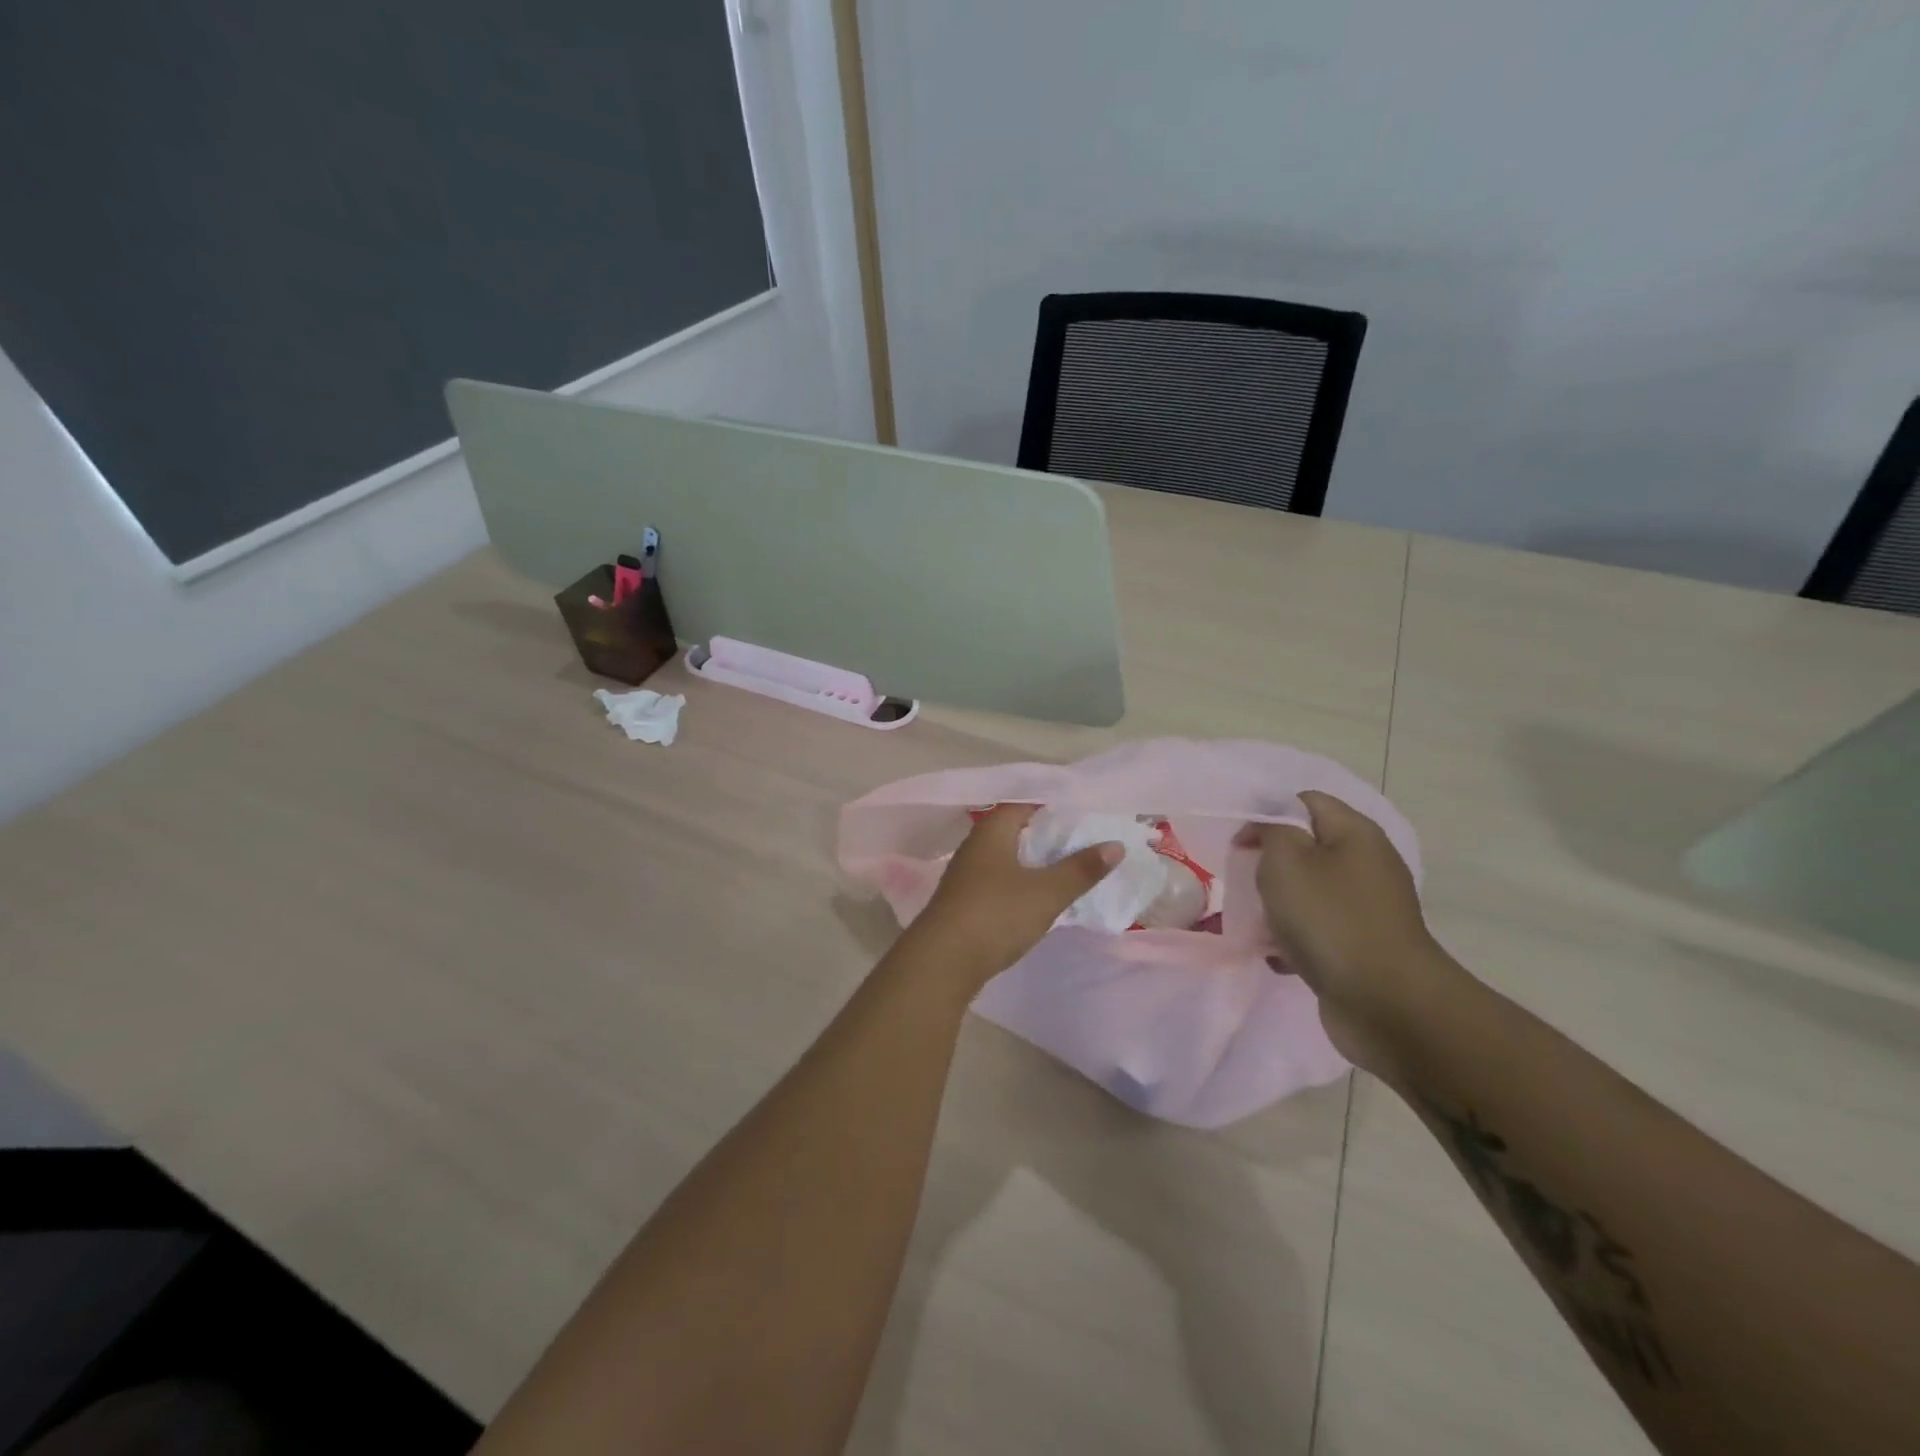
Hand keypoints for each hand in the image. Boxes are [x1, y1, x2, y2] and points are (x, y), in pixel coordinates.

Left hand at [906, 804, 1121, 986]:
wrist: (942, 962)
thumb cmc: (996, 914)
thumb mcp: (1046, 892)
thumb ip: (1081, 869)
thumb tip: (1115, 844)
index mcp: (992, 831)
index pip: (1024, 805)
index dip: (1053, 807)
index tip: (1083, 815)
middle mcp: (975, 847)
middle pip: (1015, 831)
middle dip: (1046, 836)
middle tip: (1082, 842)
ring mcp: (966, 876)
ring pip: (1006, 859)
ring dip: (1033, 863)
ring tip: (1066, 870)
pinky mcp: (964, 903)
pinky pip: (999, 882)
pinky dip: (1020, 885)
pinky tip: (1037, 899)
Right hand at [1238, 791, 1451, 1070]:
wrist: (1386, 1002)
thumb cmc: (1330, 919)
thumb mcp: (1287, 860)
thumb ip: (1272, 831)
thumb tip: (1270, 829)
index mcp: (1355, 834)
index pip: (1306, 801)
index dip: (1267, 814)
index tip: (1240, 844)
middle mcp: (1368, 865)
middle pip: (1307, 848)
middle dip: (1270, 863)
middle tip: (1245, 881)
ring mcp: (1368, 909)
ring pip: (1310, 892)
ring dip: (1278, 905)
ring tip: (1256, 922)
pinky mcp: (1364, 947)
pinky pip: (1319, 931)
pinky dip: (1295, 940)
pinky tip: (1276, 956)